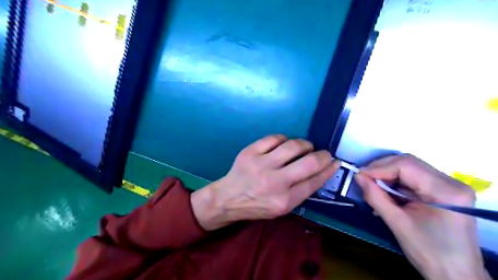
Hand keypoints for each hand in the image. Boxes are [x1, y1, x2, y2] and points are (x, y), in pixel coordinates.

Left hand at [191, 134, 337, 229]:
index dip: (329, 170)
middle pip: (308, 163)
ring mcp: (261, 164)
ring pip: (293, 146)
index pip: (314, 182)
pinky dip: (284, 139)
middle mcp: (274, 182)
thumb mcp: (282, 207)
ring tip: (305, 147)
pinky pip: (274, 138)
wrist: (228, 198)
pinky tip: (285, 144)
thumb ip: (301, 191)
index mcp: (284, 201)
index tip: (335, 162)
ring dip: (305, 144)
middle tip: (323, 153)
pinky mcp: (250, 152)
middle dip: (322, 155)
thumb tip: (321, 171)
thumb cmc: (257, 205)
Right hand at [354, 155, 488, 279]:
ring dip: (387, 175)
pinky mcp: (442, 190)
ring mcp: (448, 185)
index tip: (360, 176)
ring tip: (372, 186)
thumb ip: (375, 196)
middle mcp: (450, 182)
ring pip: (409, 168)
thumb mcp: (397, 224)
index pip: (406, 165)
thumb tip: (358, 176)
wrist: (456, 274)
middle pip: (408, 163)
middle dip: (382, 169)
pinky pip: (412, 177)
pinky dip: (395, 182)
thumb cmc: (429, 252)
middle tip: (363, 179)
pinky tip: (385, 192)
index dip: (379, 167)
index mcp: (445, 191)